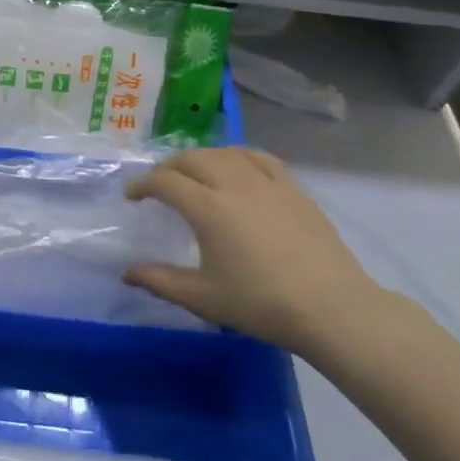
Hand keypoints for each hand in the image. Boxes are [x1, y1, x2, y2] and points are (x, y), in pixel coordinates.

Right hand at [125, 148, 387, 351]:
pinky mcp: (293, 188)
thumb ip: (160, 281)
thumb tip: (127, 273)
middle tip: (158, 185)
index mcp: (208, 207)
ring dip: (200, 158)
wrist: (332, 307)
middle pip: (192, 158)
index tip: (132, 197)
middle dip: (168, 167)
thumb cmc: (261, 303)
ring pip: (224, 153)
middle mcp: (234, 183)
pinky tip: (236, 168)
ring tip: (193, 174)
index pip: (165, 181)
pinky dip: (237, 157)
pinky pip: (259, 158)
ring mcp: (268, 182)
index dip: (142, 185)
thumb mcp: (202, 297)